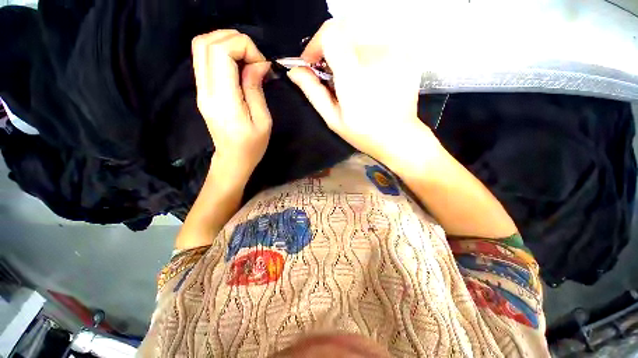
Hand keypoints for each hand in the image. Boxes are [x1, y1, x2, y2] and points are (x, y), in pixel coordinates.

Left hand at [192, 30, 271, 175]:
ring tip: (247, 58)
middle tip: (255, 57)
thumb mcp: (263, 120)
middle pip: (205, 43)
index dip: (243, 47)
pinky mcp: (202, 90)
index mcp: (223, 100)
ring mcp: (200, 89)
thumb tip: (259, 63)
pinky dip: (222, 52)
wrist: (233, 159)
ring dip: (226, 42)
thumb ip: (256, 89)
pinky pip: (204, 59)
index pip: (220, 52)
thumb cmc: (252, 146)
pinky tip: (239, 65)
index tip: (262, 64)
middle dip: (234, 40)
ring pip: (201, 46)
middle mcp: (205, 90)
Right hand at [287, 20, 439, 175]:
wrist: (398, 136)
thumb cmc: (363, 133)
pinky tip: (370, 78)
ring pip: (361, 38)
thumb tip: (295, 71)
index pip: (331, 33)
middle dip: (332, 51)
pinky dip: (367, 57)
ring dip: (350, 55)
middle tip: (333, 75)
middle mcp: (376, 57)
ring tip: (353, 80)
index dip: (317, 43)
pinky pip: (378, 44)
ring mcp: (394, 53)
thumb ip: (313, 92)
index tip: (314, 62)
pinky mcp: (405, 54)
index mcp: (354, 76)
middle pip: (345, 32)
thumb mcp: (333, 119)